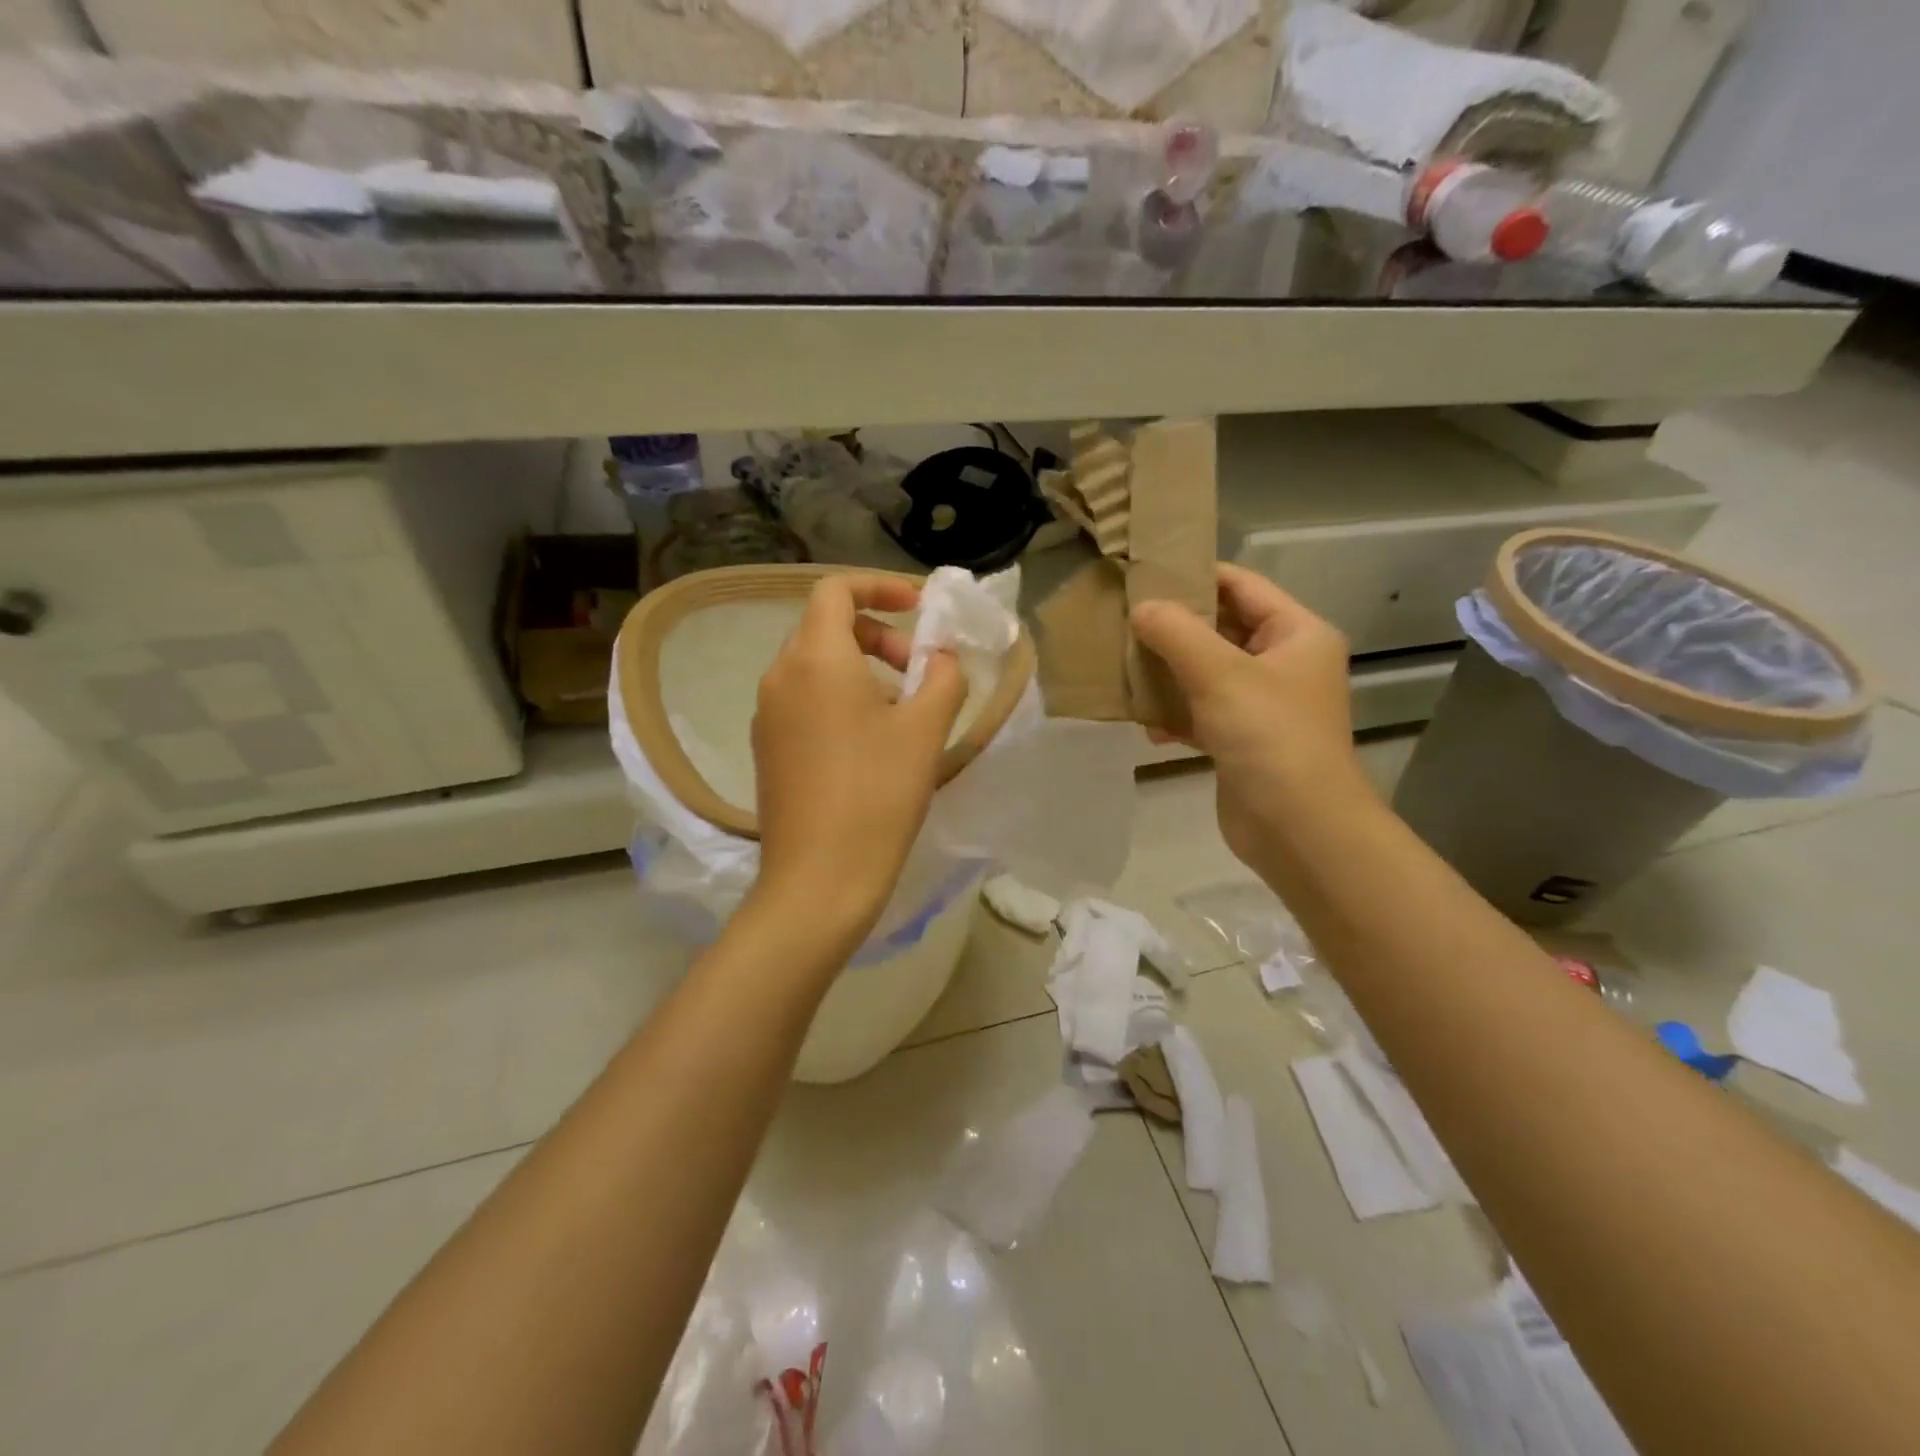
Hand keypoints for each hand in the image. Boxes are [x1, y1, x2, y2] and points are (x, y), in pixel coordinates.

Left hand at [751, 574, 967, 948]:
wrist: (819, 880)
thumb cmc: (877, 795)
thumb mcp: (925, 730)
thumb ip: (942, 677)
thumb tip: (940, 658)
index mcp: (815, 658)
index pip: (836, 590)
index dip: (879, 587)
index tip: (918, 609)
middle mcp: (780, 677)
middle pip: (826, 627)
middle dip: (878, 635)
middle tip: (918, 671)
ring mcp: (767, 715)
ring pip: (815, 667)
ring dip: (861, 670)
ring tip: (902, 713)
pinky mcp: (768, 749)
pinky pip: (804, 701)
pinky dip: (839, 700)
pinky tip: (870, 745)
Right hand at [1131, 565, 1368, 867]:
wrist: (1298, 829)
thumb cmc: (1269, 737)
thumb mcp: (1220, 675)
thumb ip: (1176, 633)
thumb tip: (1141, 608)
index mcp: (1297, 634)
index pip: (1242, 586)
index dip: (1196, 576)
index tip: (1145, 574)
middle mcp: (1285, 664)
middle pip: (1222, 629)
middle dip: (1174, 628)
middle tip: (1124, 621)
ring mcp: (1264, 705)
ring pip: (1207, 673)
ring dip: (1169, 673)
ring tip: (1125, 669)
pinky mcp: (1243, 741)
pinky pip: (1203, 712)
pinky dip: (1176, 714)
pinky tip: (1148, 724)